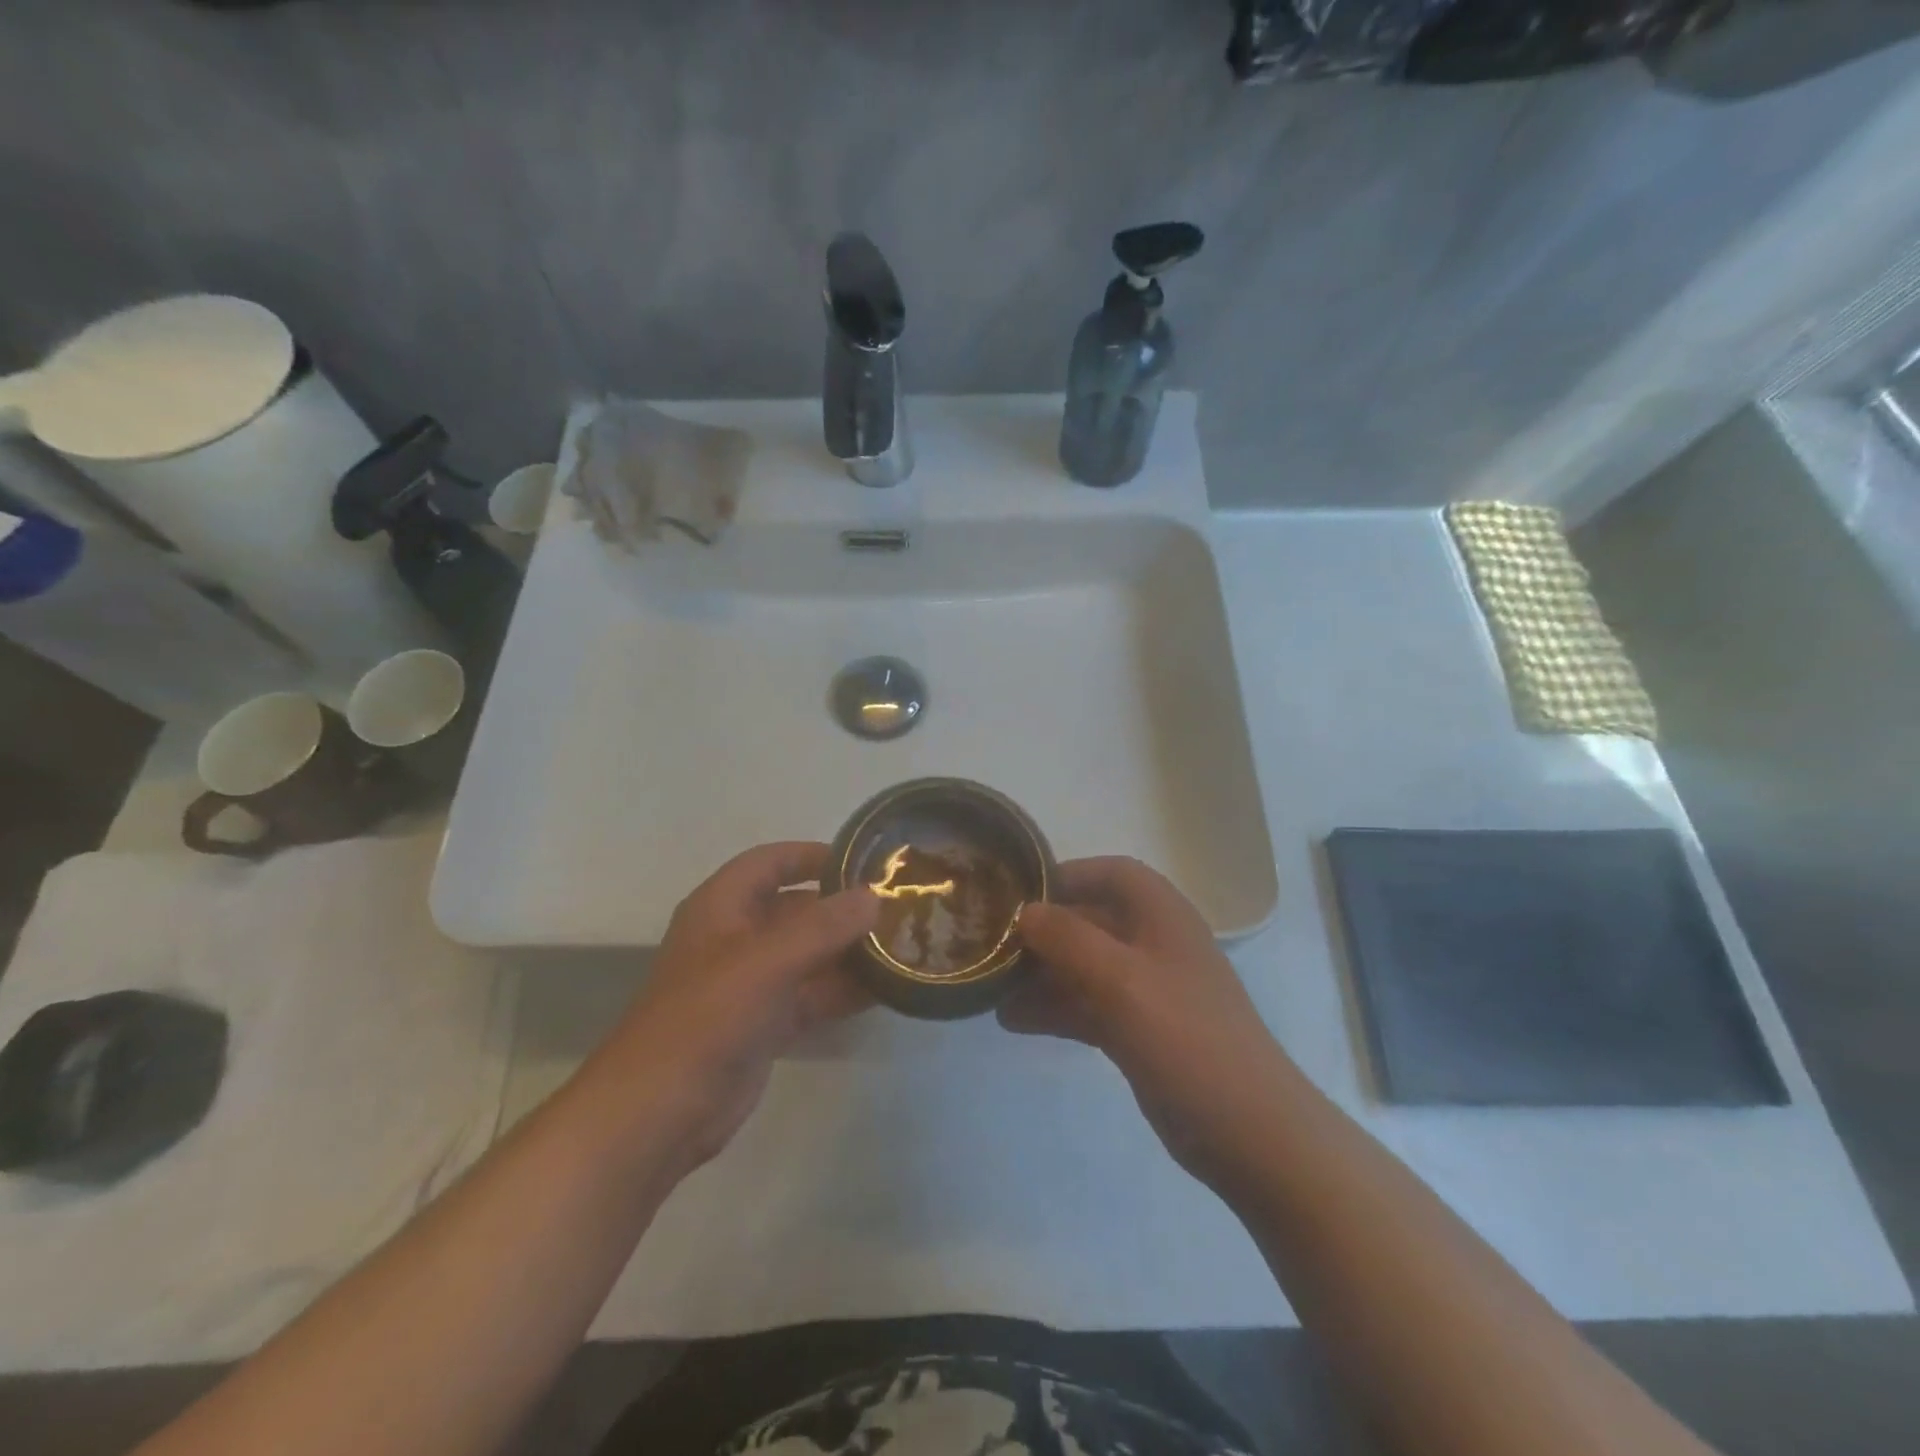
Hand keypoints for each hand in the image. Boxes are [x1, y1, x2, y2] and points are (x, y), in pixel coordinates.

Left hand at [592, 842, 877, 1173]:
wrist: (658, 1112)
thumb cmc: (707, 1017)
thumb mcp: (767, 961)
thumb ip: (823, 926)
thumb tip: (873, 896)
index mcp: (722, 907)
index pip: (771, 862)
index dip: (813, 856)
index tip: (864, 861)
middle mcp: (736, 938)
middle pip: (796, 909)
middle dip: (842, 908)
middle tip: (898, 907)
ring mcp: (750, 984)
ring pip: (807, 955)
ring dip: (848, 951)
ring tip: (902, 946)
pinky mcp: (763, 1025)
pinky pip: (810, 995)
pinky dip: (841, 991)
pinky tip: (884, 990)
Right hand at [1003, 857, 1295, 1186]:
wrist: (1248, 1132)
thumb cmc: (1187, 1039)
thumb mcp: (1122, 980)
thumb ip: (1069, 939)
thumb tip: (1025, 912)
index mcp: (1161, 915)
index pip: (1110, 873)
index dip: (1066, 876)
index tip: (1018, 894)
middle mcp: (1153, 943)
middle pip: (1089, 920)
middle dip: (1042, 931)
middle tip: (990, 944)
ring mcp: (1146, 990)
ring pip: (1083, 966)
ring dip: (1040, 973)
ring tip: (991, 988)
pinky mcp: (1138, 1031)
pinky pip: (1087, 1005)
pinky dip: (1054, 1008)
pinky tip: (1013, 1020)